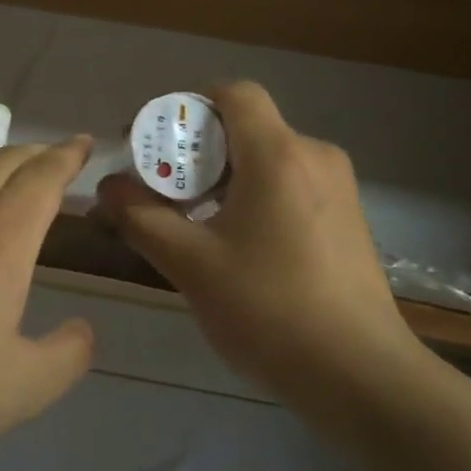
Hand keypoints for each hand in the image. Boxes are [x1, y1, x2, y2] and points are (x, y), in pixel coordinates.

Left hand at [0, 139, 96, 465]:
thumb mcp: (22, 388)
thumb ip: (67, 356)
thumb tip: (83, 330)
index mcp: (2, 239)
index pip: (43, 178)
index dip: (67, 156)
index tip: (83, 143)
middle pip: (4, 161)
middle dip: (36, 152)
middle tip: (54, 154)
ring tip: (7, 172)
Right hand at [96, 82, 418, 391]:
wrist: (362, 377)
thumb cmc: (269, 309)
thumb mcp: (191, 264)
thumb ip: (141, 217)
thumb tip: (109, 186)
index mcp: (278, 154)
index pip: (232, 93)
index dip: (186, 106)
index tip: (154, 143)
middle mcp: (314, 156)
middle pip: (245, 127)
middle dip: (195, 150)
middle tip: (159, 189)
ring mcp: (338, 188)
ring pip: (266, 159)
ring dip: (221, 177)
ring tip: (189, 221)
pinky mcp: (346, 220)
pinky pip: (289, 186)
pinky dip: (251, 197)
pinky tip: (234, 244)